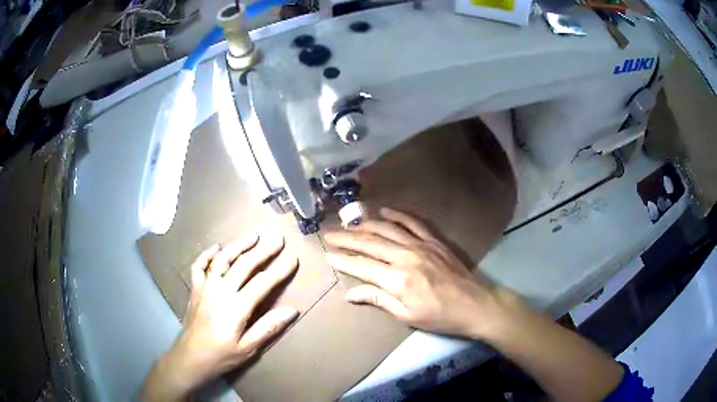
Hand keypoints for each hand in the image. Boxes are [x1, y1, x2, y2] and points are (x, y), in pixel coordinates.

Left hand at [143, 233, 298, 400]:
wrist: (189, 358)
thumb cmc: (220, 356)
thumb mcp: (247, 348)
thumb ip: (268, 328)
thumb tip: (292, 311)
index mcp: (236, 307)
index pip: (262, 283)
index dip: (279, 270)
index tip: (293, 259)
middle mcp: (220, 291)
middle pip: (244, 265)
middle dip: (263, 251)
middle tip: (278, 240)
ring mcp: (205, 287)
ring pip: (222, 259)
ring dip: (238, 245)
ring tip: (253, 235)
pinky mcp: (195, 289)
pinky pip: (199, 266)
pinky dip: (207, 254)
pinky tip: (216, 247)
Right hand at [324, 207, 512, 339]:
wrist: (474, 305)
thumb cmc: (439, 316)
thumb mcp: (406, 315)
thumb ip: (378, 299)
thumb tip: (350, 294)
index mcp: (398, 280)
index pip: (362, 266)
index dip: (343, 260)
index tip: (327, 254)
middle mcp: (406, 257)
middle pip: (370, 243)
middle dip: (346, 238)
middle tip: (328, 233)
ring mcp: (421, 245)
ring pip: (387, 229)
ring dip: (366, 224)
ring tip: (349, 222)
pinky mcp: (434, 240)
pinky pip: (413, 222)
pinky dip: (397, 215)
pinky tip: (384, 211)